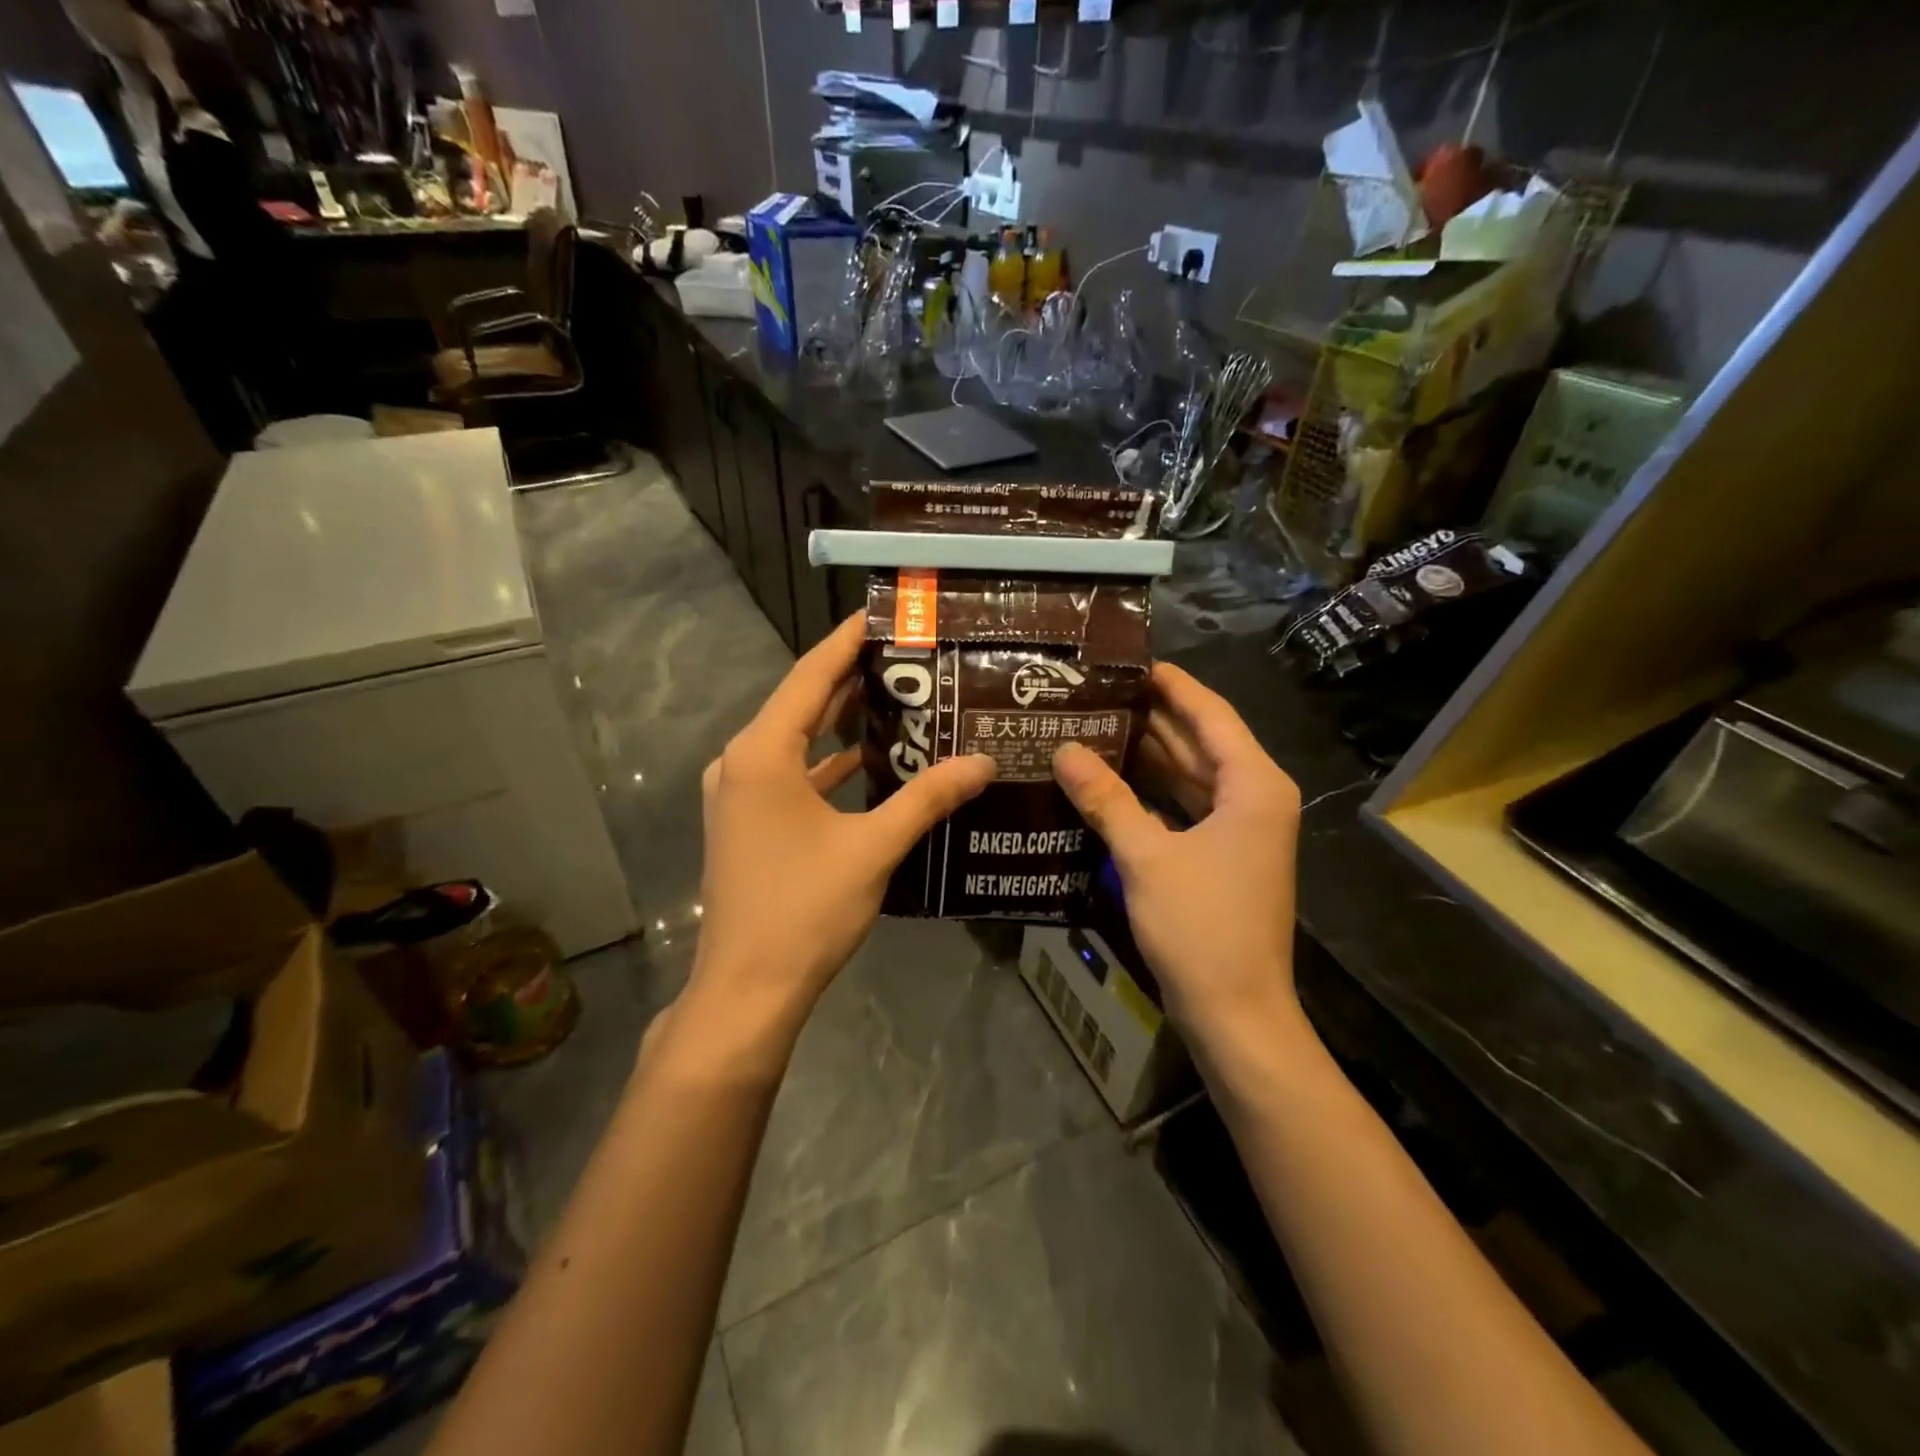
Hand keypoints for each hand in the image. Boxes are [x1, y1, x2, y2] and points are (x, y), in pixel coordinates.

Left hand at [685, 615, 995, 1051]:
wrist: (746, 988)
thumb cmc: (805, 910)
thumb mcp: (874, 848)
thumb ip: (928, 798)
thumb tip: (984, 763)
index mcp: (762, 753)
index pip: (811, 676)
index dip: (847, 641)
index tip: (882, 613)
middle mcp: (741, 762)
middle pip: (802, 703)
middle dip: (851, 678)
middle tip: (906, 655)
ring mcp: (737, 794)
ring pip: (795, 740)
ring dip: (839, 721)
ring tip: (896, 697)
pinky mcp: (744, 821)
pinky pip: (789, 774)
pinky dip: (825, 763)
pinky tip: (868, 761)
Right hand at [1051, 663, 1302, 1047]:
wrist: (1236, 1013)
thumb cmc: (1201, 928)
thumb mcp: (1147, 857)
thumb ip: (1106, 799)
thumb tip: (1064, 749)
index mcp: (1252, 785)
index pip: (1210, 714)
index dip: (1171, 684)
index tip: (1128, 661)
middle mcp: (1254, 797)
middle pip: (1200, 741)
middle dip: (1152, 716)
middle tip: (1096, 691)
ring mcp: (1240, 828)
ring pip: (1191, 774)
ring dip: (1148, 753)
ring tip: (1094, 723)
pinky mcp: (1223, 854)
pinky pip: (1185, 805)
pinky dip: (1152, 791)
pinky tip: (1110, 779)